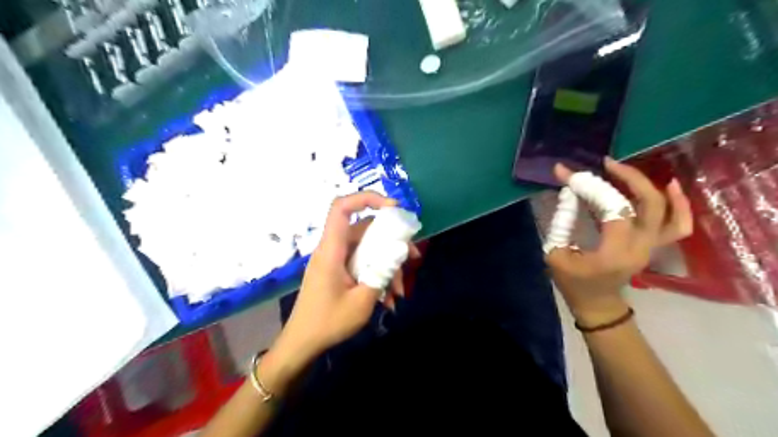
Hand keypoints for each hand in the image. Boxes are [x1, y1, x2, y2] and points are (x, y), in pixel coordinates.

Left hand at [260, 191, 419, 391]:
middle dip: (392, 241)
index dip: (367, 198)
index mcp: (331, 249)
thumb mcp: (362, 301)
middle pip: (365, 229)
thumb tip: (400, 252)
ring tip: (400, 292)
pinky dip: (378, 275)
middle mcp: (333, 248)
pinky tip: (388, 299)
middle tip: (413, 257)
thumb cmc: (328, 322)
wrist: (302, 343)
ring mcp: (336, 260)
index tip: (394, 208)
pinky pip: (363, 263)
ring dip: (387, 265)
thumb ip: (382, 273)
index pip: (342, 207)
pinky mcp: (340, 271)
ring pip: (368, 248)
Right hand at [546, 159, 692, 325]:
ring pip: (671, 213)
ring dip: (655, 187)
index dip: (591, 187)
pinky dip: (679, 204)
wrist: (597, 305)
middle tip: (605, 164)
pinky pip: (678, 225)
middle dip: (628, 178)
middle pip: (649, 205)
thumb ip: (561, 223)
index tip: (568, 174)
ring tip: (635, 171)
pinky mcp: (653, 245)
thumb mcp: (555, 255)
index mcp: (614, 253)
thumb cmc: (573, 283)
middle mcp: (640, 247)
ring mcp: (652, 247)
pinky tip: (667, 186)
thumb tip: (569, 194)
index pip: (612, 209)